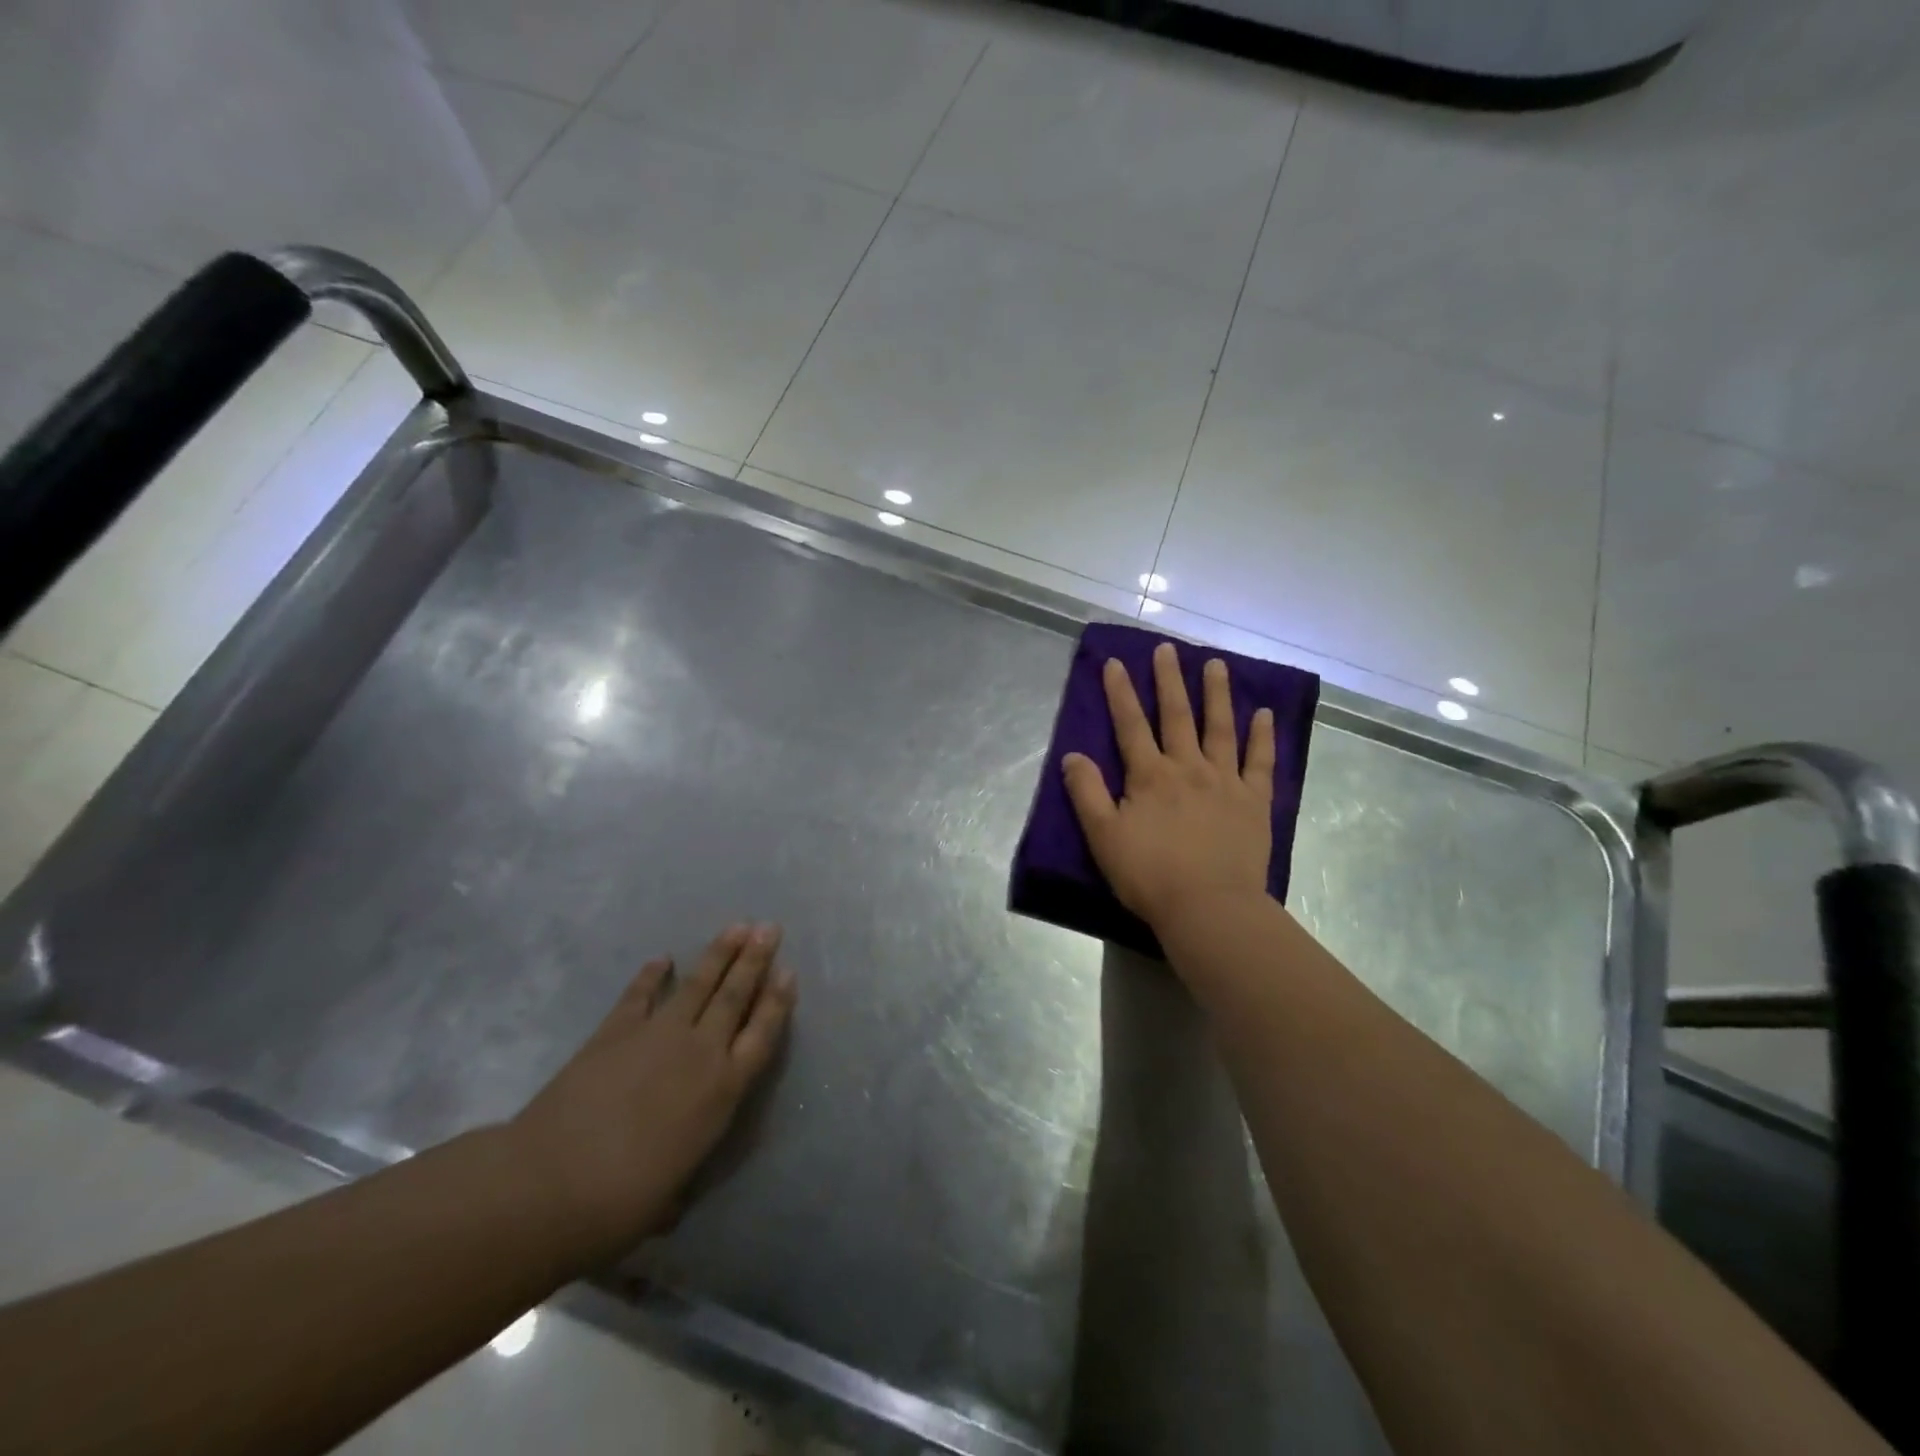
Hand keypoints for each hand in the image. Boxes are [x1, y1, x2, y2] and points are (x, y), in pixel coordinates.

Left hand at [507, 923, 795, 1265]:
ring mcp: (656, 1036)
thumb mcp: (670, 1196)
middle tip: (769, 928)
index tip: (788, 972)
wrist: (549, 1185)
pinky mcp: (614, 1032)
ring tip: (736, 926)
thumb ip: (681, 1176)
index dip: (777, 1002)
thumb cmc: (620, 1204)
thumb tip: (673, 1194)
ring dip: (718, 953)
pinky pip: (639, 995)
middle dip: (755, 960)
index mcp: (722, 1090)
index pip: (762, 1034)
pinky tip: (661, 960)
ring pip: (697, 984)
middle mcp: (699, 1052)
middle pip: (734, 995)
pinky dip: (650, 975)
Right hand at [1062, 642, 1275, 932]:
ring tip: (1216, 664)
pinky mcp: (1254, 801)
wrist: (1209, 907)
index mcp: (1149, 776)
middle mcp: (1188, 767)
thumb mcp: (1103, 836)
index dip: (1120, 693)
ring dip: (1217, 694)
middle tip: (1168, 649)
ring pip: (1220, 728)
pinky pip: (1260, 761)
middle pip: (1177, 715)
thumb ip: (1086, 792)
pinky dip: (1262, 736)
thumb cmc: (1150, 875)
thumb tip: (1072, 755)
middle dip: (1169, 680)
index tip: (1115, 662)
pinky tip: (1263, 714)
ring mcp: (1225, 781)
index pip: (1130, 725)